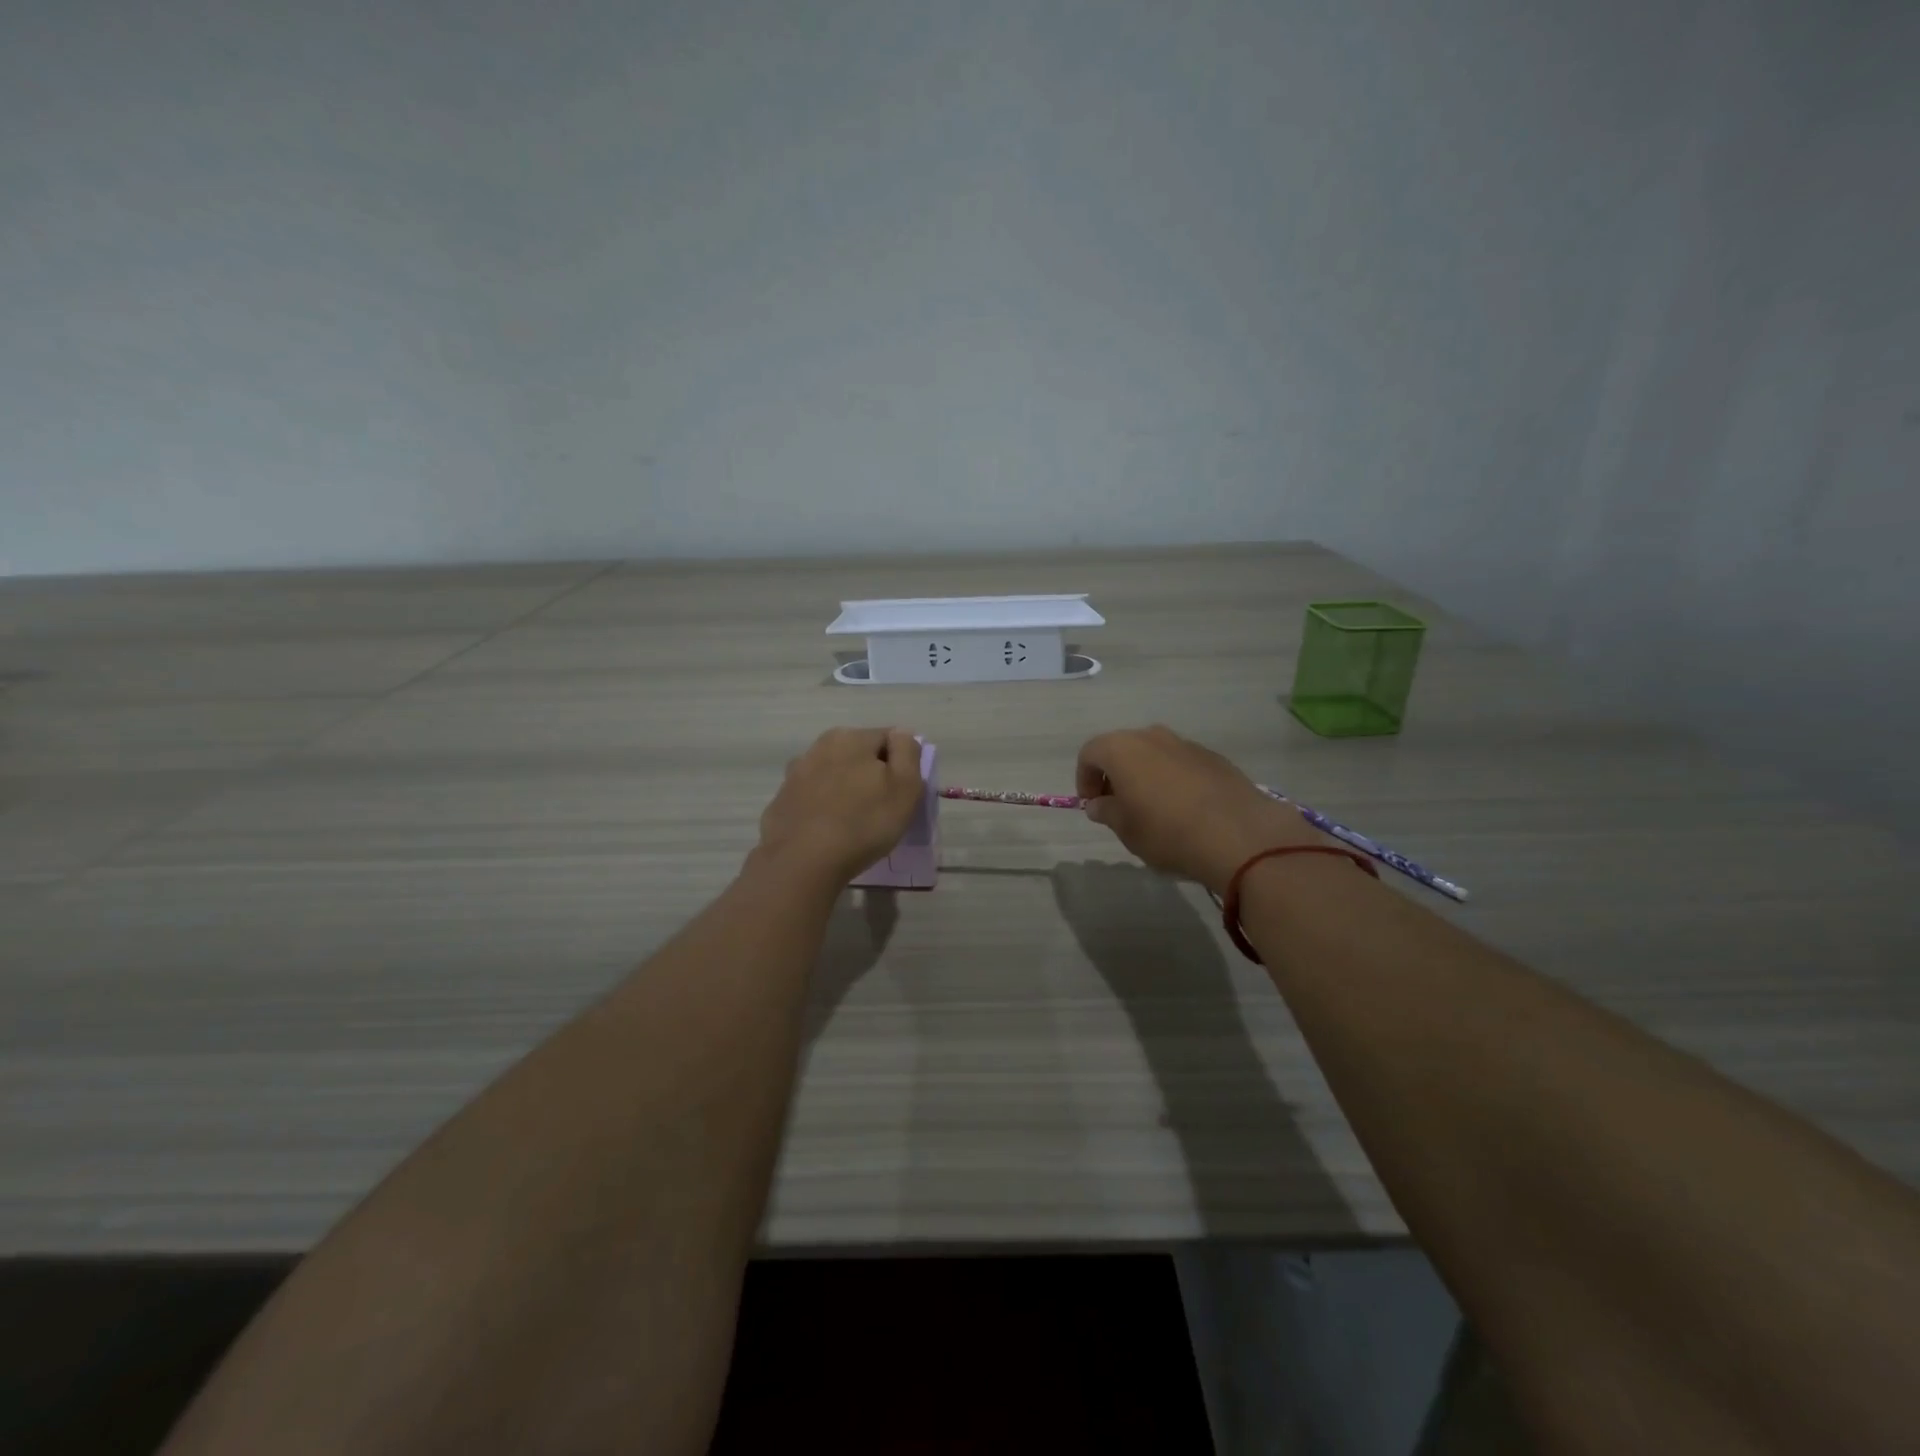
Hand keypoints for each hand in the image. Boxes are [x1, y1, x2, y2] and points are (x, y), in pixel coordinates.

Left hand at [754, 728, 925, 888]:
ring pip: (833, 776)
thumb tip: (901, 735)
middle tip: (881, 810)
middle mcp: (818, 746)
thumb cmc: (864, 822)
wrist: (802, 862)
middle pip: (858, 755)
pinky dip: (822, 809)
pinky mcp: (781, 801)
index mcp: (851, 737)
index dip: (901, 764)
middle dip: (871, 776)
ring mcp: (795, 775)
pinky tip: (828, 832)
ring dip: (845, 791)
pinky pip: (812, 799)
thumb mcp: (905, 786)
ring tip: (853, 823)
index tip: (903, 794)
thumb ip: (907, 752)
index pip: (889, 739)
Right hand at [1075, 725, 1331, 895]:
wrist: (1238, 835)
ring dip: (1145, 776)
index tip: (1092, 806)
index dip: (1084, 779)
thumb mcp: (1126, 830)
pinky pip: (1182, 764)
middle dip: (1114, 775)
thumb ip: (1107, 812)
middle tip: (1119, 807)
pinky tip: (1185, 810)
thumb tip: (1099, 804)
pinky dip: (1174, 780)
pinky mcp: (1215, 758)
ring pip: (1154, 754)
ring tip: (1153, 810)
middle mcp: (1152, 737)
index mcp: (1122, 749)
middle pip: (1122, 749)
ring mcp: (1186, 744)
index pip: (1090, 754)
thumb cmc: (1167, 832)